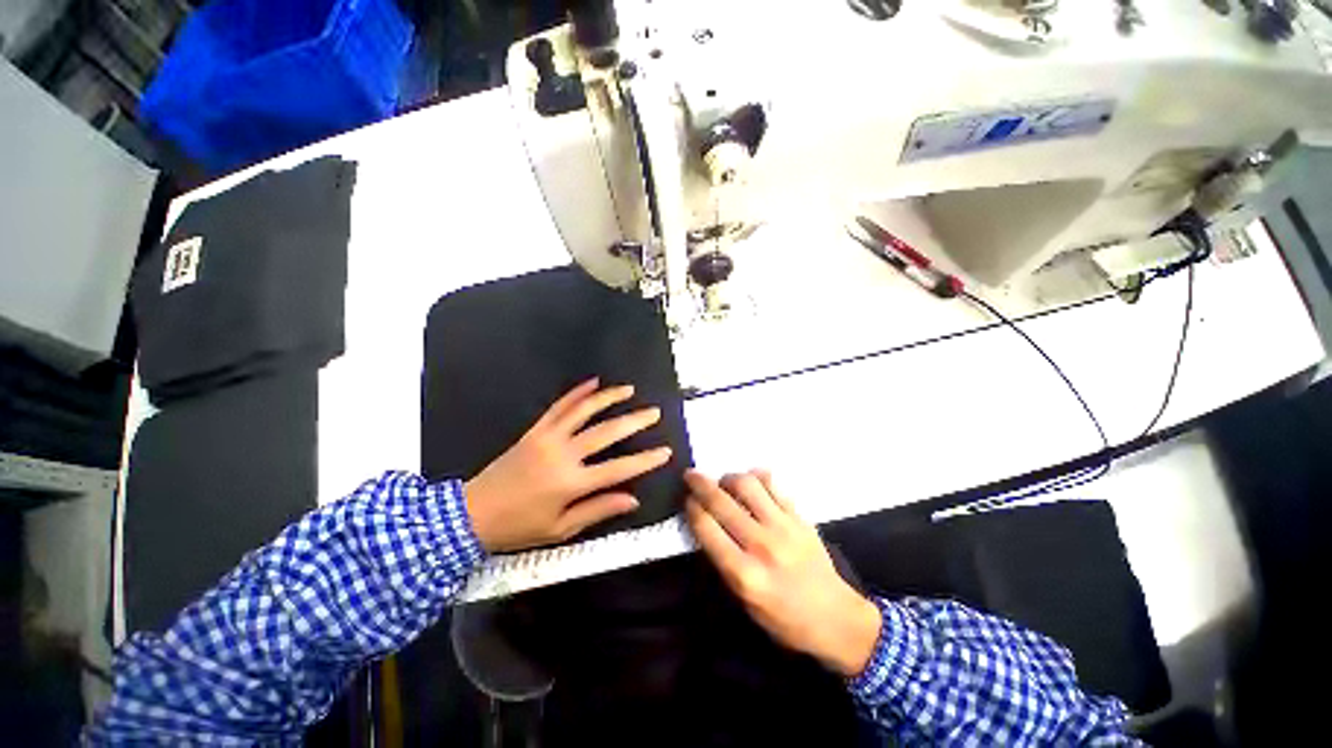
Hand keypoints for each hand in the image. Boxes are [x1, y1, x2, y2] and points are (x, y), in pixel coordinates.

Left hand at [465, 378, 672, 552]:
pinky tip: (592, 383)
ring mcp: (548, 437)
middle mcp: (563, 454)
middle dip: (634, 421)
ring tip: (629, 390)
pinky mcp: (535, 430)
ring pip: (584, 411)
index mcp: (571, 483)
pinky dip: (576, 393)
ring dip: (609, 397)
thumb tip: (633, 499)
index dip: (645, 460)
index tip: (665, 451)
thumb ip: (598, 510)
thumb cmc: (519, 527)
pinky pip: (558, 406)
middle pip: (606, 432)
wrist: (472, 514)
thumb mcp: (561, 529)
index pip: (619, 468)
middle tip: (654, 412)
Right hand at [685, 470, 881, 677]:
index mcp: (744, 573)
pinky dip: (756, 476)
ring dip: (728, 477)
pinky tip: (751, 482)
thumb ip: (724, 562)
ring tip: (724, 482)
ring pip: (747, 484)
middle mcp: (762, 545)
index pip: (707, 528)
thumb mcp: (744, 602)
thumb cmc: (783, 618)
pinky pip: (773, 484)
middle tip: (691, 476)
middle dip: (700, 484)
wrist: (835, 618)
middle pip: (721, 502)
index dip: (692, 508)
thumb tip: (706, 524)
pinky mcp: (799, 516)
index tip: (687, 500)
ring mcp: (783, 527)